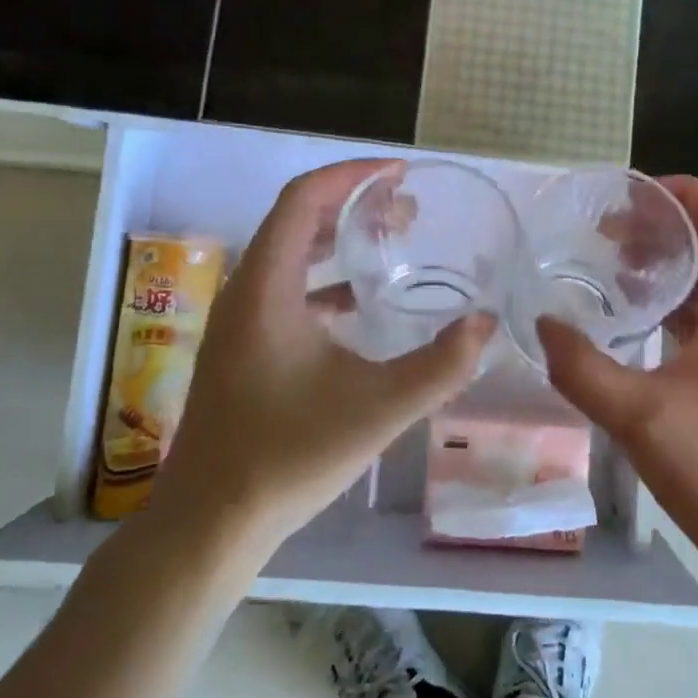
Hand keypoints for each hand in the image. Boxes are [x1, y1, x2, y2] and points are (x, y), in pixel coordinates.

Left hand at [151, 159, 496, 551]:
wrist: (210, 523)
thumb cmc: (289, 457)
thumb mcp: (379, 409)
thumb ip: (442, 365)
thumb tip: (487, 323)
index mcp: (267, 287)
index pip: (303, 198)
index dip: (351, 174)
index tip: (399, 173)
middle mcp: (245, 291)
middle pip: (296, 218)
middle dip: (352, 203)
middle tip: (407, 209)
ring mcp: (237, 320)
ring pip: (288, 253)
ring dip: (338, 238)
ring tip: (390, 240)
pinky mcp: (241, 346)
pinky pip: (284, 287)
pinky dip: (323, 277)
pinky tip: (359, 303)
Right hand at [536, 176, 697, 560]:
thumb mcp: (637, 417)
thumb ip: (582, 368)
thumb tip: (542, 324)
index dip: (690, 192)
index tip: (637, 196)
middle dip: (666, 220)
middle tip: (610, 227)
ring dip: (666, 255)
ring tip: (613, 258)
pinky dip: (667, 291)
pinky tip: (629, 307)